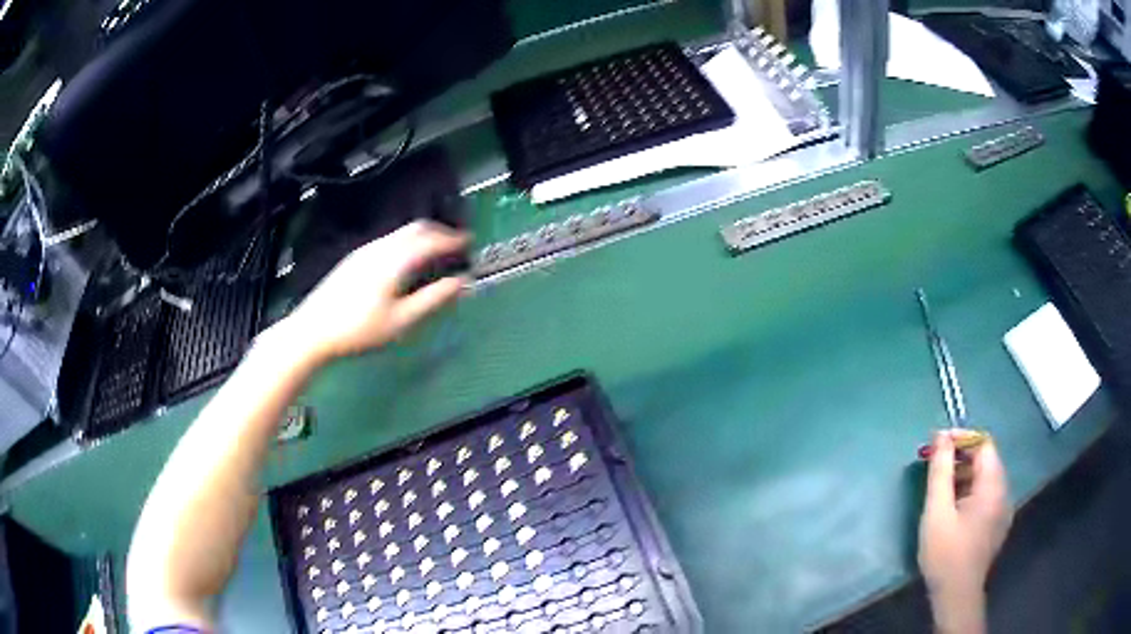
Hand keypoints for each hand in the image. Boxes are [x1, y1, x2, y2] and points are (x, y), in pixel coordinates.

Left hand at [280, 220, 469, 362]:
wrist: (312, 331)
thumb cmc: (358, 329)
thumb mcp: (401, 321)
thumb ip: (433, 300)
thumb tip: (461, 283)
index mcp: (394, 260)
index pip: (431, 239)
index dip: (453, 239)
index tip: (469, 241)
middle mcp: (380, 248)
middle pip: (415, 228)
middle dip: (438, 232)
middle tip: (454, 244)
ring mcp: (364, 252)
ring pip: (400, 234)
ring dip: (422, 238)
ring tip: (434, 253)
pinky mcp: (354, 259)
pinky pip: (388, 242)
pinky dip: (406, 244)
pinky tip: (405, 264)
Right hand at [918, 430, 1011, 633]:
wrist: (956, 595)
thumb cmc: (946, 553)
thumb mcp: (937, 511)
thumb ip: (941, 471)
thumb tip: (941, 435)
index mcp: (993, 485)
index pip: (984, 444)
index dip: (962, 438)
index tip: (937, 443)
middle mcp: (1003, 492)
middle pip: (986, 460)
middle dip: (960, 457)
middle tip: (934, 464)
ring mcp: (1002, 509)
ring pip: (985, 479)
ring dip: (964, 475)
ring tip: (940, 487)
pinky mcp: (997, 524)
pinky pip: (986, 496)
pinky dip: (970, 491)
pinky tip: (953, 508)